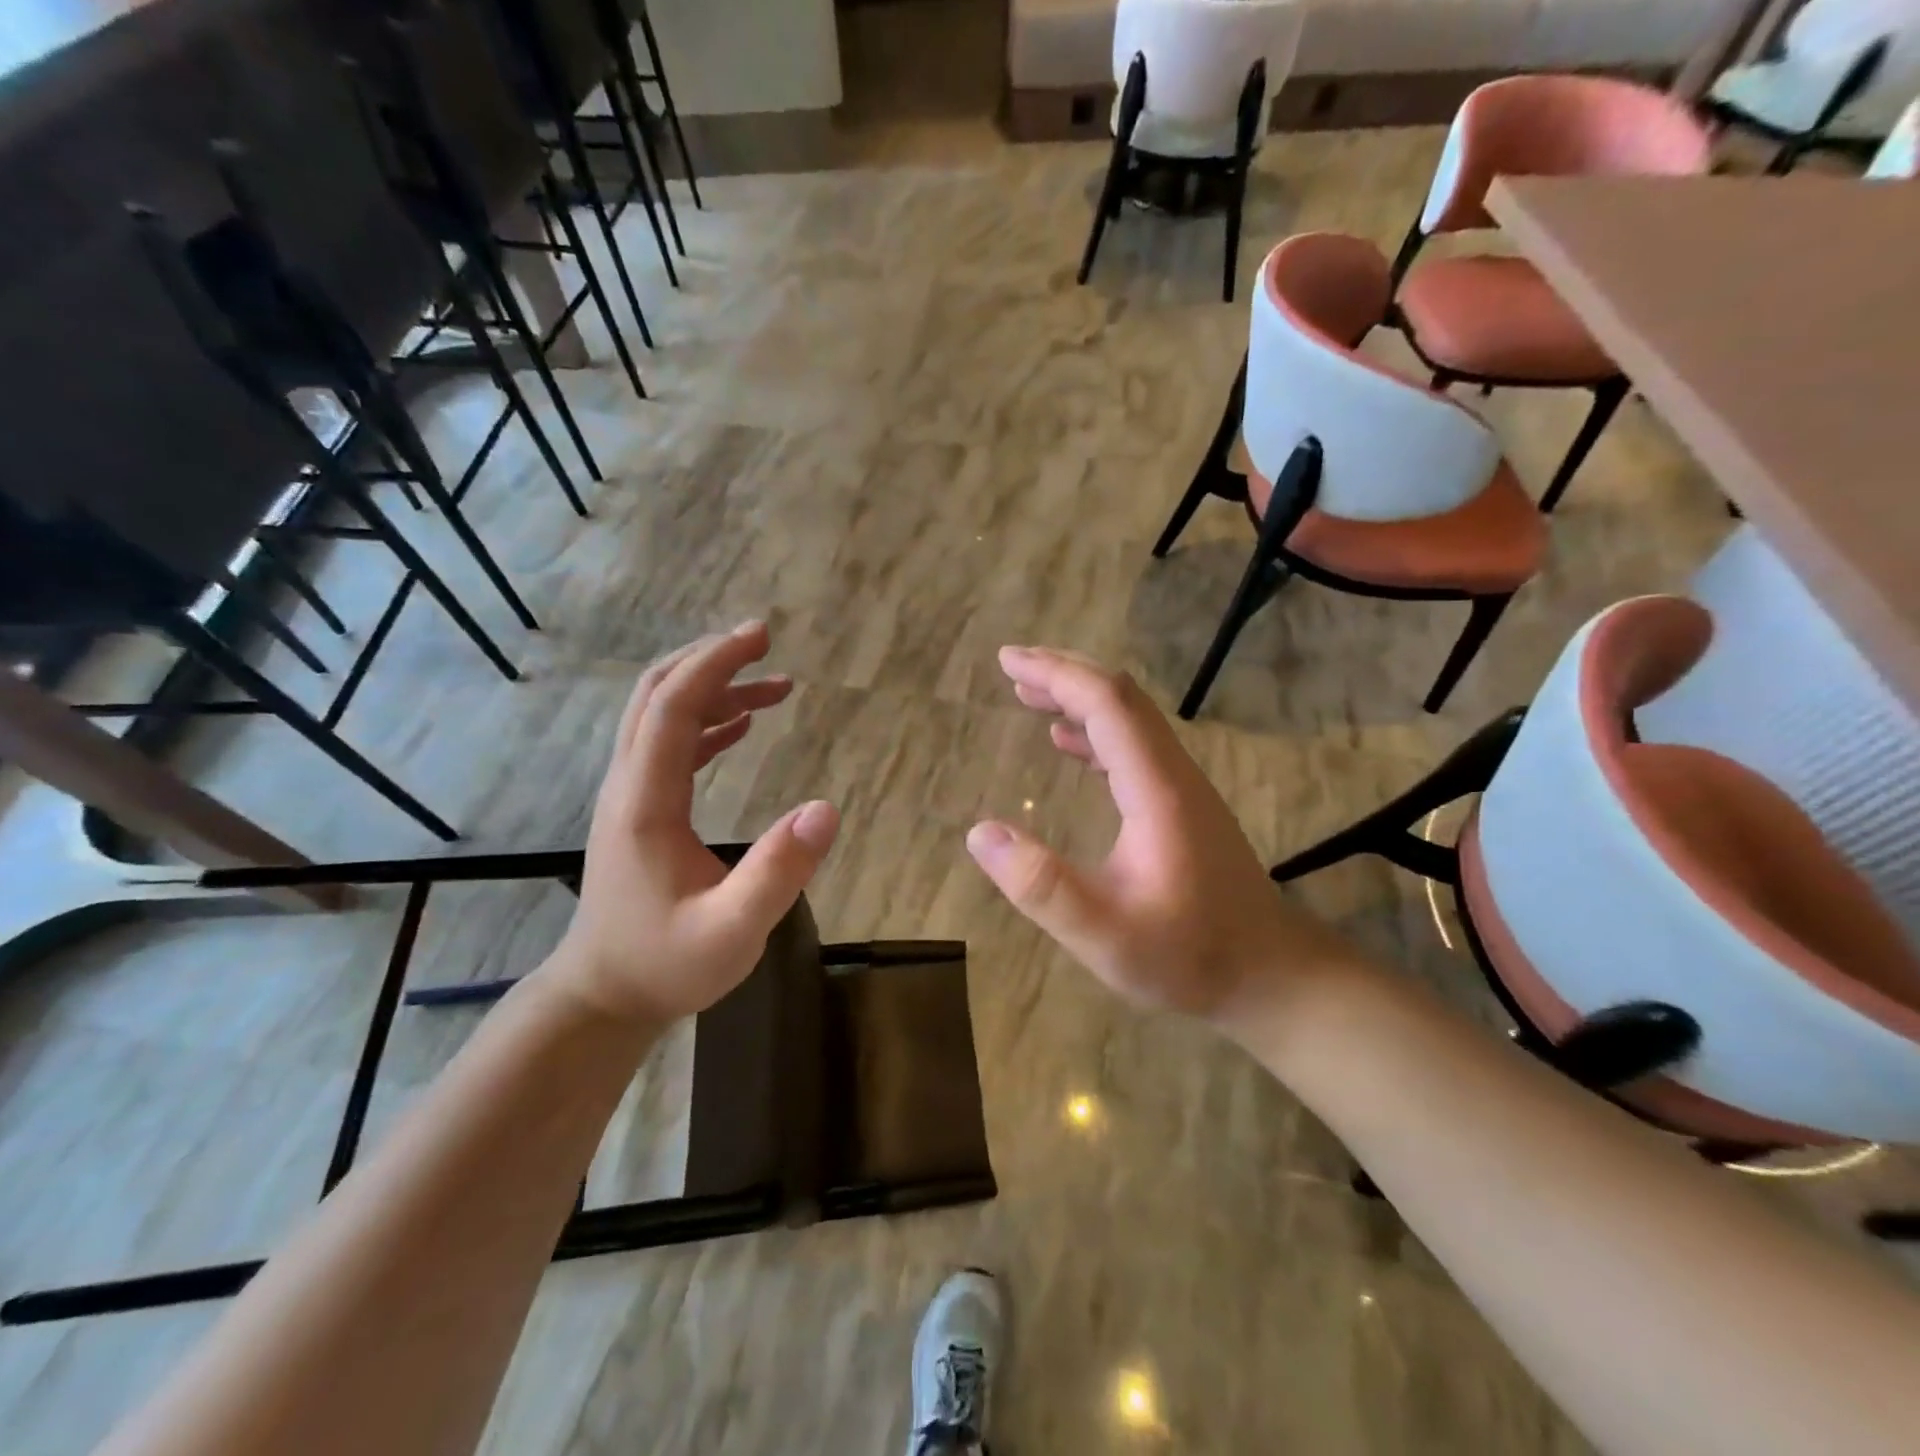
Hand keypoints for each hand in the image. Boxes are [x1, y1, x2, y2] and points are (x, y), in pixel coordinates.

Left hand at [551, 622, 839, 1023]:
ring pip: (659, 715)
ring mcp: (629, 796)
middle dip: (709, 659)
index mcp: (645, 802)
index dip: (715, 665)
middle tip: (762, 640)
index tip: (760, 636)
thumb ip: (779, 872)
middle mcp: (628, 786)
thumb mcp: (733, 931)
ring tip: (774, 684)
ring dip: (712, 689)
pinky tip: (743, 724)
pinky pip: (668, 745)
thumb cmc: (665, 965)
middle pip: (655, 695)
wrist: (603, 995)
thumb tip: (826, 809)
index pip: (673, 708)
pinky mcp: (640, 810)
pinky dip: (706, 722)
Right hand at [966, 647, 1355, 1032]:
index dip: (1057, 675)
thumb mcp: (1104, 935)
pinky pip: (1135, 747)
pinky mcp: (1182, 804)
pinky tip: (1067, 742)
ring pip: (1130, 719)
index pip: (1107, 705)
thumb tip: (980, 834)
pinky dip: (1095, 730)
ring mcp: (1183, 787)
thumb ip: (1042, 886)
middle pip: (1121, 698)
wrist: (1269, 974)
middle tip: (1011, 667)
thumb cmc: (1189, 956)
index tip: (1008, 662)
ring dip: (1079, 698)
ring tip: (1029, 695)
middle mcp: (1173, 773)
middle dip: (1065, 673)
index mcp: (1156, 789)